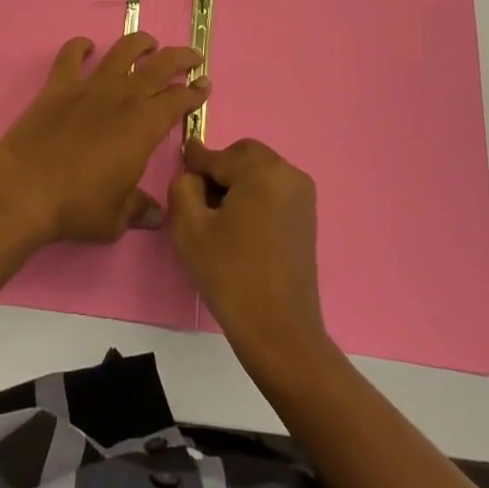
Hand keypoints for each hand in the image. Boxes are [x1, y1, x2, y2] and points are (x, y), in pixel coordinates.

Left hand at [0, 32, 208, 241]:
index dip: (195, 92)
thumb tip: (156, 215)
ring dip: (140, 43)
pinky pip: (71, 55)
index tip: (205, 86)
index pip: (179, 100)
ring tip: (149, 42)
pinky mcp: (59, 84)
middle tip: (193, 57)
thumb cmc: (77, 206)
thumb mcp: (116, 218)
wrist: (25, 188)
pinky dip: (80, 46)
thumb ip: (138, 209)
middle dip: (181, 58)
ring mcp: (90, 86)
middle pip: (160, 65)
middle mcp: (123, 96)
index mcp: (145, 125)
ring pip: (122, 51)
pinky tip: (86, 46)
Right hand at [168, 138, 327, 371]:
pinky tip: (241, 228)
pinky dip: (254, 195)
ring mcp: (302, 193)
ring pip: (258, 170)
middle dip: (219, 170)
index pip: (217, 156)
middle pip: (242, 155)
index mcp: (262, 170)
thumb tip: (193, 175)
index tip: (181, 163)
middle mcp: (288, 172)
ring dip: (237, 182)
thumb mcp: (190, 229)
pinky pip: (273, 188)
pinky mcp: (307, 214)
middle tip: (201, 202)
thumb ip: (183, 187)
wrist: (280, 332)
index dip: (195, 162)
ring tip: (221, 219)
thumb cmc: (232, 276)